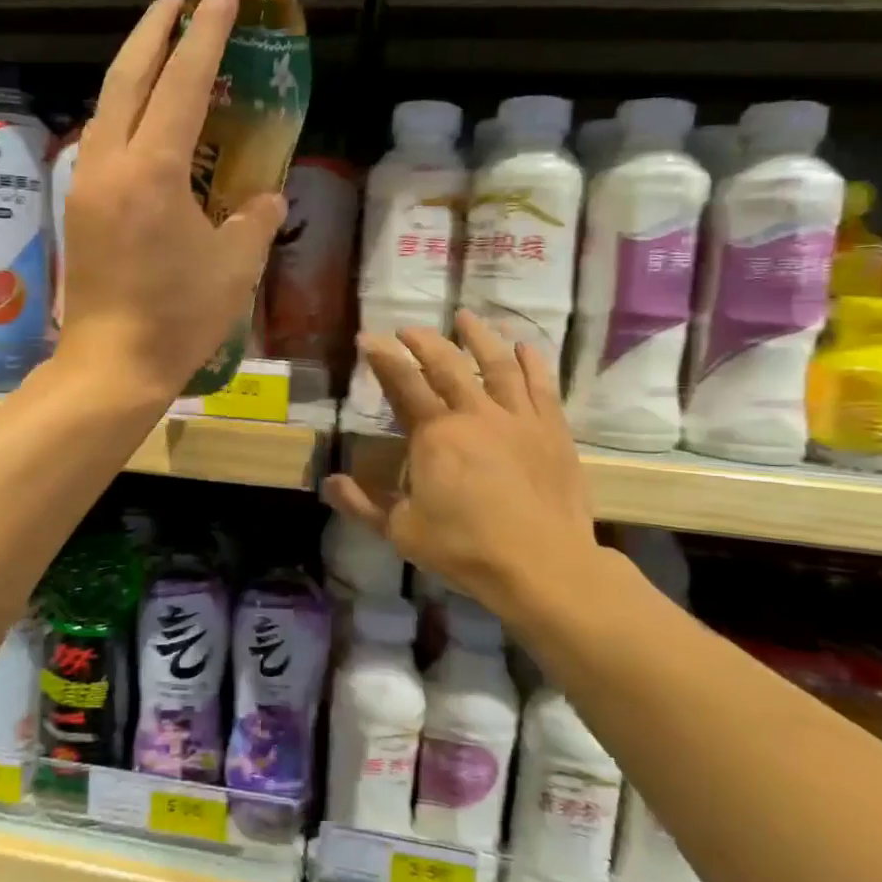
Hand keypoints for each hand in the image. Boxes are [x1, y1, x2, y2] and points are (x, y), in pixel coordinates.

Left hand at [56, 0, 286, 402]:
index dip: (206, 32)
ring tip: (161, 51)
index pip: (183, 81)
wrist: (112, 364)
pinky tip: (141, 121)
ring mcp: (86, 185)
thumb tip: (264, 196)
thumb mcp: (235, 266)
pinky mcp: (78, 209)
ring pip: (107, 107)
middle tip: (178, 1)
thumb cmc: (178, 316)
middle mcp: (111, 164)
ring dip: (134, 70)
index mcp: (153, 170)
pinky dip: (122, 113)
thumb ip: (254, 219)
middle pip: (128, 76)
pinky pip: (100, 141)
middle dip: (154, 31)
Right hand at [324, 310, 612, 631]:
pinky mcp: (552, 431)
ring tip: (466, 316)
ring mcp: (518, 418)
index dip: (383, 358)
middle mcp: (474, 414)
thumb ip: (362, 504)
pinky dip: (531, 362)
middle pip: (447, 365)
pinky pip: (541, 386)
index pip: (403, 384)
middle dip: (423, 341)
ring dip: (479, 337)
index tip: (368, 338)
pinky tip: (524, 347)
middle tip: (408, 328)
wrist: (542, 565)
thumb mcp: (402, 531)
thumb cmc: (465, 548)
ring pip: (497, 364)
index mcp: (435, 435)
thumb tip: (328, 483)